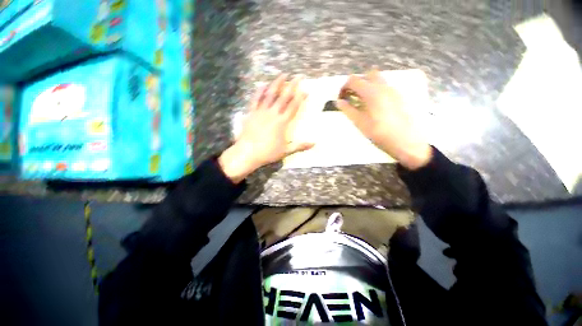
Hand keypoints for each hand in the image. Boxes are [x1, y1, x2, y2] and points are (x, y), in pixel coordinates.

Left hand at [219, 74, 313, 182]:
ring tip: (282, 75)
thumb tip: (314, 144)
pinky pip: (256, 99)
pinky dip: (259, 91)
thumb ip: (300, 146)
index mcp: (282, 122)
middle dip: (292, 86)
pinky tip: (262, 85)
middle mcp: (273, 114)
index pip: (293, 107)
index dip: (300, 98)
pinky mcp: (251, 113)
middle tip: (298, 76)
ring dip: (277, 84)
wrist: (248, 152)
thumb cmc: (268, 152)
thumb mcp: (286, 151)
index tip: (306, 90)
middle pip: (284, 97)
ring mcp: (261, 112)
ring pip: (270, 94)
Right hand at [336, 70, 431, 169]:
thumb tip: (339, 101)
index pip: (354, 80)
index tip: (341, 98)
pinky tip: (373, 106)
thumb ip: (348, 110)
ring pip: (378, 80)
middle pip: (367, 75)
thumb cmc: (379, 133)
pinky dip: (375, 91)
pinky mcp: (398, 97)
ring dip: (367, 86)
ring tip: (361, 102)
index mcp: (372, 92)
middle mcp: (383, 87)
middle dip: (357, 83)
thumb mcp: (360, 123)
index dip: (344, 87)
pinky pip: (384, 87)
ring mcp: (393, 91)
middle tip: (351, 97)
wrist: (405, 141)